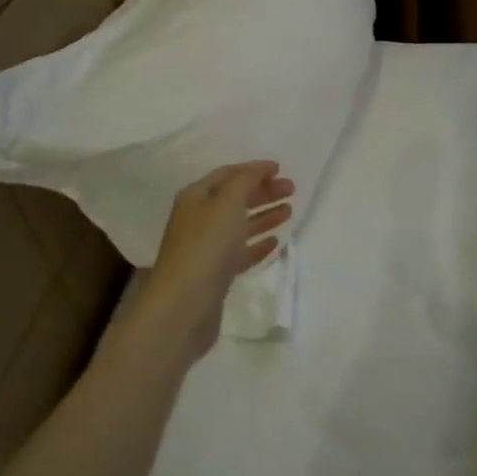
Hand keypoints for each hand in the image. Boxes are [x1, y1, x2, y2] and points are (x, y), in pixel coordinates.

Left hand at [134, 161, 293, 362]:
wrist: (184, 306)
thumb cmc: (206, 247)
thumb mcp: (227, 203)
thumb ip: (245, 181)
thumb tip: (260, 170)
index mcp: (196, 198)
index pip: (227, 175)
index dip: (253, 169)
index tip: (280, 169)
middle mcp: (198, 219)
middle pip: (234, 199)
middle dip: (263, 192)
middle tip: (292, 190)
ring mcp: (206, 249)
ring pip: (239, 225)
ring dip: (263, 216)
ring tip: (289, 212)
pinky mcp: (215, 275)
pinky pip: (240, 252)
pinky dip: (257, 244)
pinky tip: (275, 243)